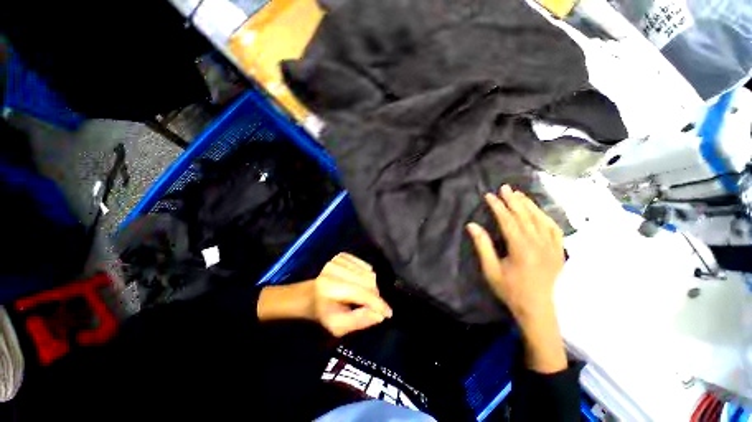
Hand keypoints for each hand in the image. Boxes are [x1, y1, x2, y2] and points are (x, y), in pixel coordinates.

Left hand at [257, 253, 392, 336]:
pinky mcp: (341, 255)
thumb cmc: (323, 313)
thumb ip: (359, 321)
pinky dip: (367, 275)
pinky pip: (365, 264)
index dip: (377, 303)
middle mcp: (334, 269)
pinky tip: (359, 283)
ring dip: (371, 286)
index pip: (361, 293)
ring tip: (364, 295)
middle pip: (368, 280)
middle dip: (374, 295)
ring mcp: (338, 260)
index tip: (388, 313)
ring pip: (368, 272)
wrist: (308, 295)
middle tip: (371, 305)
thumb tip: (380, 314)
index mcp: (330, 288)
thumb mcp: (338, 325)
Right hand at [467, 185, 566, 372]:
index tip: (489, 195)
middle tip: (505, 187)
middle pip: (525, 216)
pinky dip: (545, 216)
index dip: (498, 206)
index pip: (508, 220)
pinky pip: (554, 228)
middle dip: (513, 200)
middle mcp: (539, 243)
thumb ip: (483, 246)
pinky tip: (538, 211)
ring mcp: (552, 247)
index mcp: (521, 248)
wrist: (538, 310)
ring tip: (519, 194)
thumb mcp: (491, 270)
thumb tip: (472, 225)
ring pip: (540, 219)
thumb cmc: (511, 291)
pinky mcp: (559, 251)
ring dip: (529, 205)